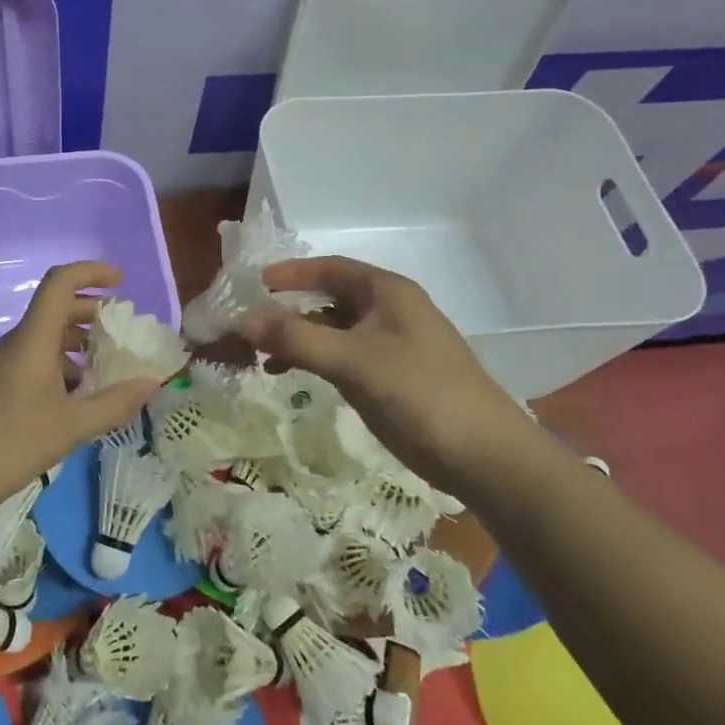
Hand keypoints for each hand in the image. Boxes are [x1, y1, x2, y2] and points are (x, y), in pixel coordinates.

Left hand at [0, 261, 162, 521]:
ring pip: (45, 337)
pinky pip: (34, 359)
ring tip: (107, 364)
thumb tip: (152, 384)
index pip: (59, 283)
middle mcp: (16, 343)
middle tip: (122, 328)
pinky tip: (78, 394)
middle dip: (91, 311)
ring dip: (78, 341)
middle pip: (55, 308)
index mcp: (32, 339)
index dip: (91, 273)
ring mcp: (2, 365)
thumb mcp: (72, 426)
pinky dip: (61, 364)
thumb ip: (115, 403)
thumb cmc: (13, 443)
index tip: (121, 282)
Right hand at [239, 256, 539, 498]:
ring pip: (332, 330)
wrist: (484, 456)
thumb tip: (241, 318)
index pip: (331, 268)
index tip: (253, 284)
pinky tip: (287, 373)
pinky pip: (341, 356)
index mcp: (388, 293)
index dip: (291, 273)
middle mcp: (389, 311)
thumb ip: (296, 338)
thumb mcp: (353, 362)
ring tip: (259, 354)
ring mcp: (390, 345)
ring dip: (297, 337)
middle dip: (287, 309)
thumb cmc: (420, 394)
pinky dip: (313, 359)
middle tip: (247, 323)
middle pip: (328, 298)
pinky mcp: (389, 377)